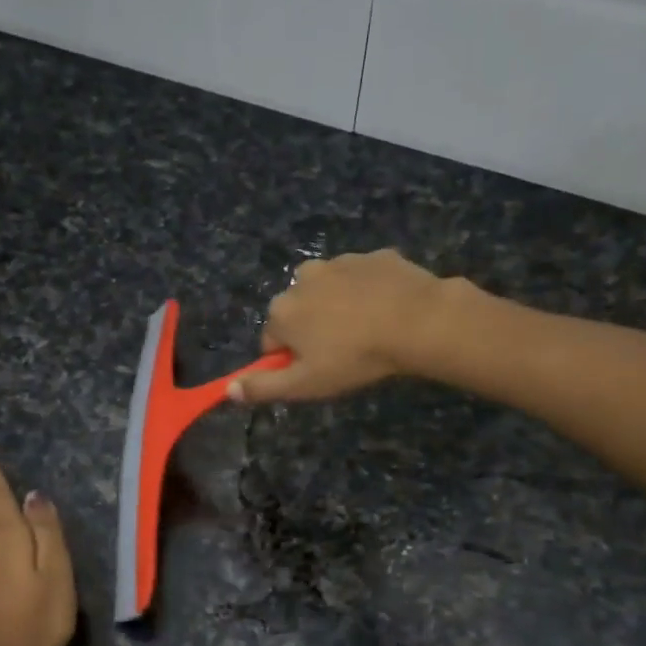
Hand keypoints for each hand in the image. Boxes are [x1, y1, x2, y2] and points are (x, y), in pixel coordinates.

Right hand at [228, 249, 454, 404]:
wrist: (417, 321)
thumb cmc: (354, 358)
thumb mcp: (305, 384)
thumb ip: (263, 387)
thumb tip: (228, 390)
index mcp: (282, 309)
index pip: (273, 340)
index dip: (291, 360)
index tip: (317, 371)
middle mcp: (302, 278)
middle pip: (299, 311)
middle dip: (313, 330)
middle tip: (344, 353)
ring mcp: (340, 262)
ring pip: (329, 292)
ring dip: (340, 308)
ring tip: (368, 332)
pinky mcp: (374, 256)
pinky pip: (362, 279)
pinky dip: (368, 293)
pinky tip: (387, 312)